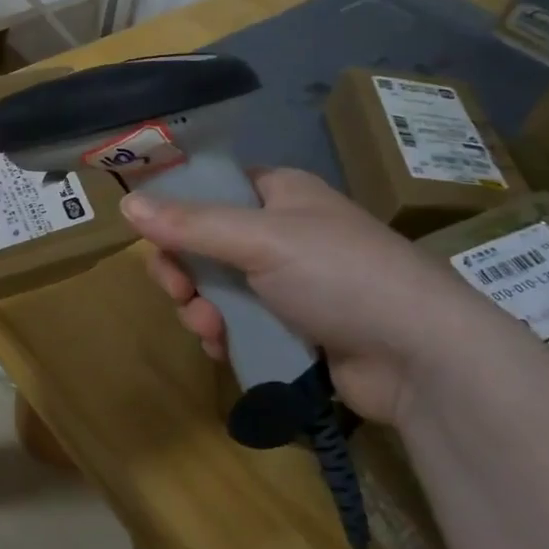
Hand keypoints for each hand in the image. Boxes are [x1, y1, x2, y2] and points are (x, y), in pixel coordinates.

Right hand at [121, 168, 495, 424]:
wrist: (423, 358)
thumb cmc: (341, 275)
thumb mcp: (259, 240)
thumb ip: (189, 224)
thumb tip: (125, 203)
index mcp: (280, 194)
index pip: (212, 189)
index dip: (176, 211)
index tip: (152, 237)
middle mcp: (283, 233)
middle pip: (206, 244)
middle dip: (184, 271)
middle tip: (179, 292)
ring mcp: (290, 283)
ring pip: (217, 288)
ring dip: (200, 308)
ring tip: (208, 329)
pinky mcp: (295, 328)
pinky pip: (239, 324)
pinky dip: (224, 335)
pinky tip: (222, 348)